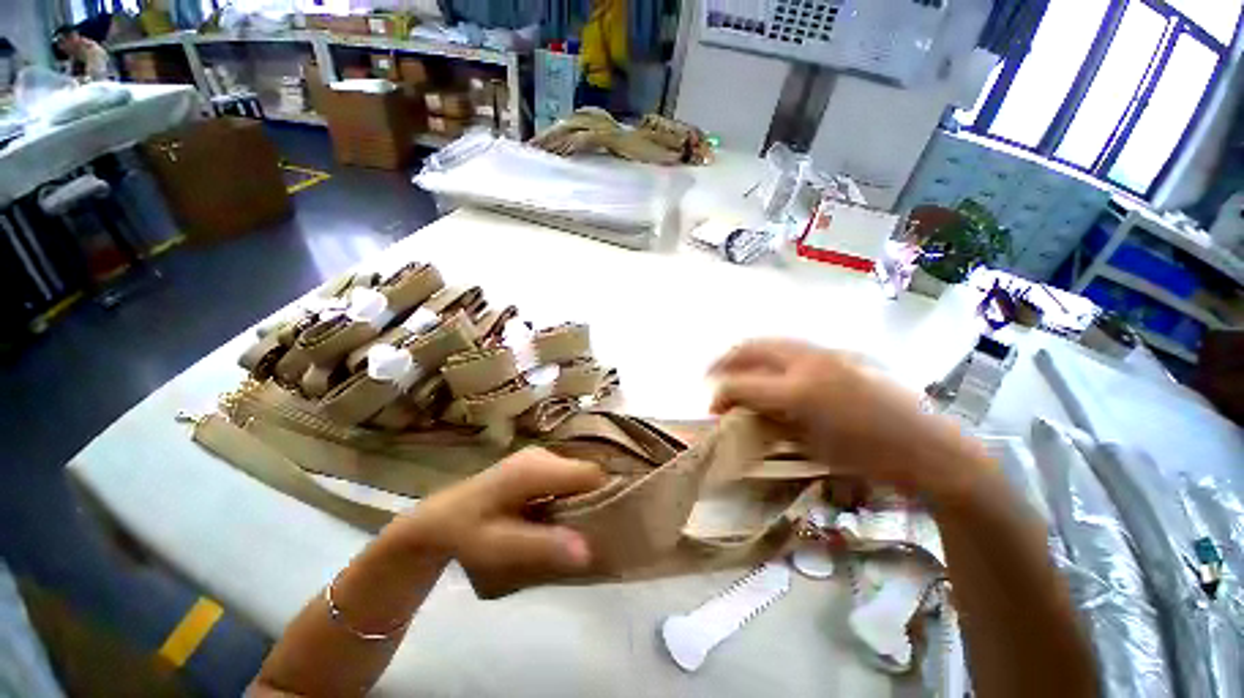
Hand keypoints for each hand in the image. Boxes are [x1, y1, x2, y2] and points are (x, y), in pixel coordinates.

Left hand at [397, 448, 608, 583]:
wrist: (436, 520)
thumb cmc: (466, 532)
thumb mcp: (499, 547)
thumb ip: (543, 546)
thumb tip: (590, 550)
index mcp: (536, 468)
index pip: (589, 473)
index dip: (605, 494)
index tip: (613, 523)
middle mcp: (542, 455)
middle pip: (585, 473)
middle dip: (595, 499)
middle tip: (597, 532)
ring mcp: (538, 457)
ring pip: (577, 476)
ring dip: (583, 499)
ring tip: (581, 528)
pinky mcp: (535, 465)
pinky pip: (566, 478)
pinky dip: (571, 497)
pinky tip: (561, 518)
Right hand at [709, 339, 989, 499]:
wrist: (927, 449)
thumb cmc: (867, 460)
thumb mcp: (809, 447)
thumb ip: (768, 422)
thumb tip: (740, 413)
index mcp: (797, 392)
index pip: (741, 384)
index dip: (720, 395)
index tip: (713, 409)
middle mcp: (806, 362)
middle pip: (750, 348)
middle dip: (724, 362)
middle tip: (712, 376)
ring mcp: (823, 353)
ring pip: (769, 342)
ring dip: (746, 354)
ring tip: (734, 369)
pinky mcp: (836, 353)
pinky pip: (790, 346)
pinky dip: (769, 354)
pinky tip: (768, 369)